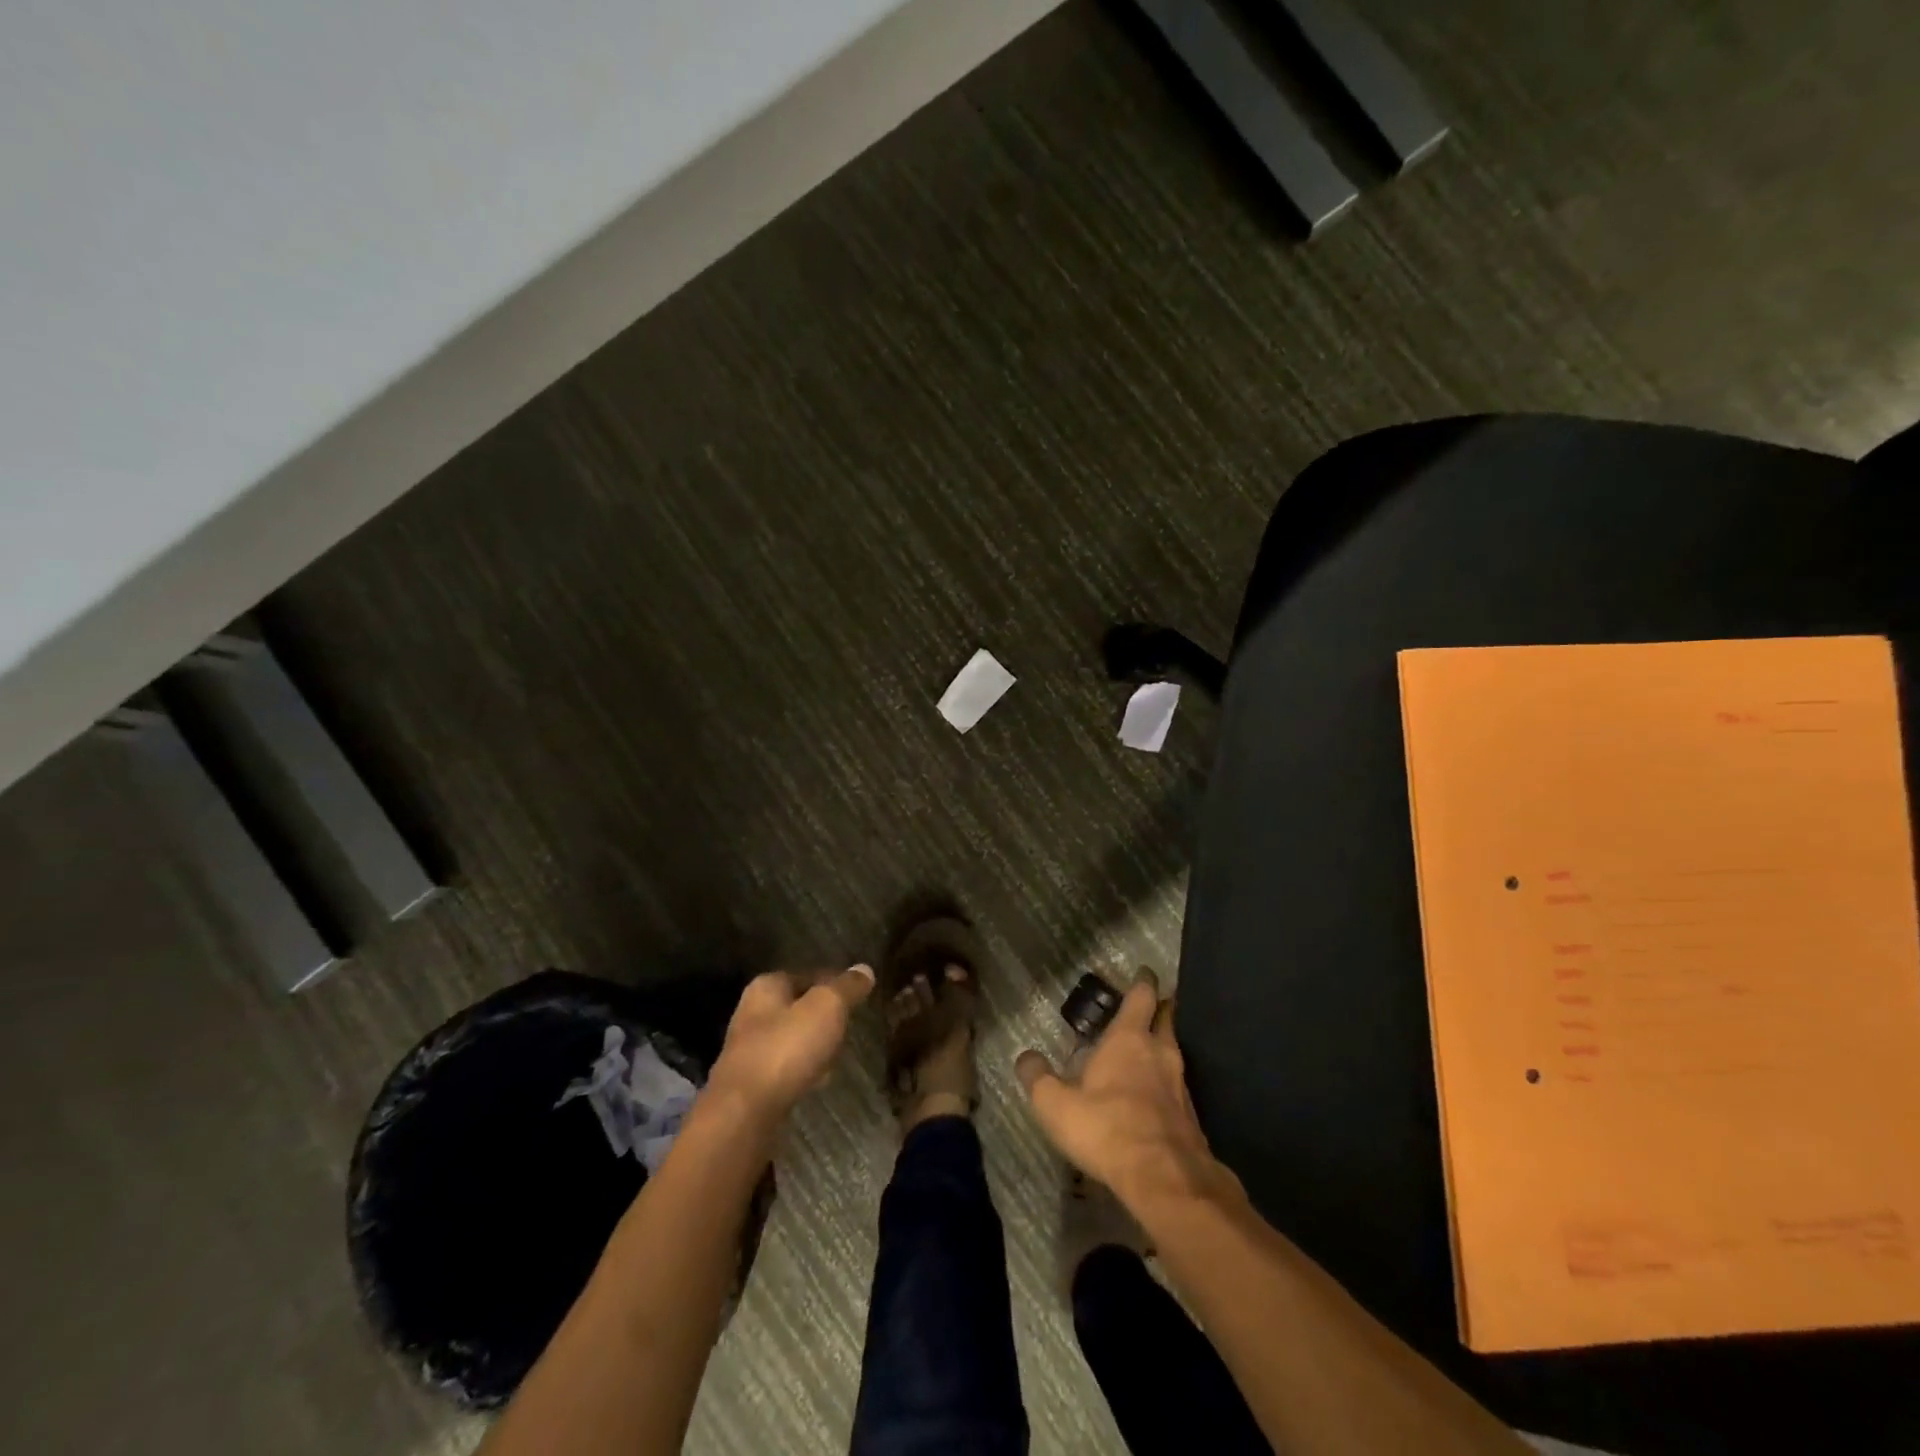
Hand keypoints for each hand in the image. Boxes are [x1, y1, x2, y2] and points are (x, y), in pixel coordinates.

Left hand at [706, 966, 874, 1123]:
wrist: (745, 1112)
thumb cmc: (787, 1048)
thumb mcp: (827, 1007)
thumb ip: (847, 987)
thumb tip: (864, 969)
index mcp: (767, 986)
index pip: (808, 975)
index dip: (834, 983)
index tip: (857, 996)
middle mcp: (753, 1013)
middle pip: (798, 1008)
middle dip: (823, 1017)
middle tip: (847, 1027)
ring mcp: (749, 1050)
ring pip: (793, 1039)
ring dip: (814, 1046)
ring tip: (837, 1056)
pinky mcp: (751, 1084)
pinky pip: (786, 1068)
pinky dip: (803, 1071)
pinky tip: (817, 1082)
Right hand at [1016, 969, 1233, 1215]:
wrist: (1165, 1178)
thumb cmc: (1107, 1128)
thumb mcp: (1056, 1105)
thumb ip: (1038, 1078)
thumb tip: (1024, 1057)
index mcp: (1129, 1038)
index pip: (1141, 996)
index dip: (1142, 981)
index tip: (1144, 971)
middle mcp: (1160, 1052)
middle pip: (1166, 1018)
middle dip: (1160, 1008)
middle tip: (1150, 1004)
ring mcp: (1180, 1084)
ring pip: (1174, 1052)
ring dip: (1162, 1046)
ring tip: (1147, 1050)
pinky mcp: (1190, 1116)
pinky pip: (1178, 1086)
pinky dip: (1166, 1082)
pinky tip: (1154, 1096)